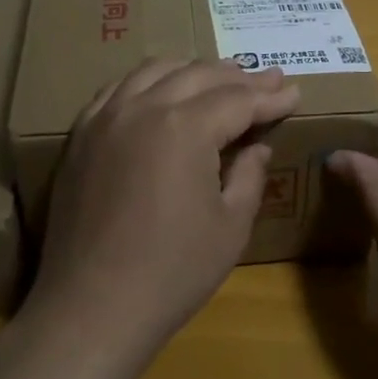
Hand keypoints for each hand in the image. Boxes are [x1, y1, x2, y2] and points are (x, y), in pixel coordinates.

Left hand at [24, 59, 299, 370]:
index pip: (238, 99)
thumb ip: (249, 175)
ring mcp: (106, 117)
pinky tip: (161, 91)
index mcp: (185, 127)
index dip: (271, 97)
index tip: (295, 92)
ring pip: (156, 70)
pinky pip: (118, 88)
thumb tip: (257, 146)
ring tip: (220, 78)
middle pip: (199, 75)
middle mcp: (143, 107)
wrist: (91, 308)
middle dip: (239, 77)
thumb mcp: (230, 227)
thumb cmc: (171, 273)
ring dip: (194, 70)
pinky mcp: (81, 134)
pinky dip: (149, 81)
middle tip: (269, 81)